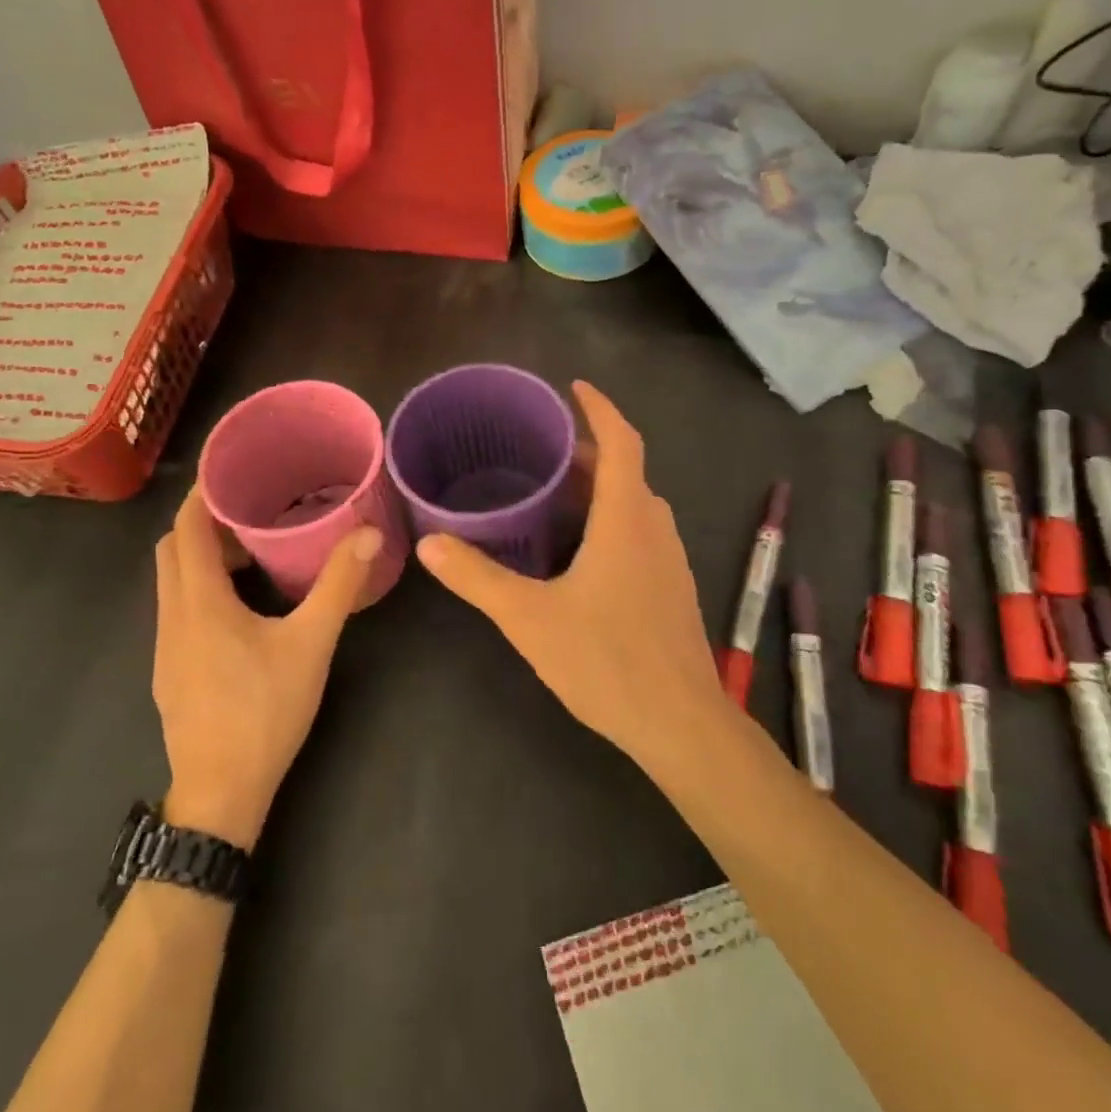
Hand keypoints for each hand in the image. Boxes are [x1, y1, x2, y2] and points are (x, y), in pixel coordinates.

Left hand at [151, 488, 379, 849]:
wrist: (220, 795)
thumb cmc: (264, 712)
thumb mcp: (311, 645)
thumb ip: (339, 586)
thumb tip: (368, 534)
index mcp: (200, 602)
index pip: (187, 529)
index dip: (203, 494)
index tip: (231, 470)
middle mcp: (172, 617)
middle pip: (172, 549)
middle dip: (203, 522)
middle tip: (249, 508)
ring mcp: (165, 647)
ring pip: (171, 581)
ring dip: (201, 556)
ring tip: (249, 550)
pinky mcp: (169, 671)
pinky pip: (177, 609)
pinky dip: (199, 587)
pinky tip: (240, 606)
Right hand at [414, 381, 727, 767]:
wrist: (680, 723)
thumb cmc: (606, 660)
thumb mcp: (529, 618)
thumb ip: (477, 578)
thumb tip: (430, 545)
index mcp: (626, 519)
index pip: (622, 442)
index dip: (600, 408)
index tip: (573, 388)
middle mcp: (654, 528)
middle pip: (626, 470)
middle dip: (587, 451)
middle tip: (540, 448)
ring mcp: (669, 560)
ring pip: (635, 503)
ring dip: (601, 487)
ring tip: (555, 492)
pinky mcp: (671, 588)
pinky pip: (640, 532)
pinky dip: (611, 519)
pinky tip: (580, 550)